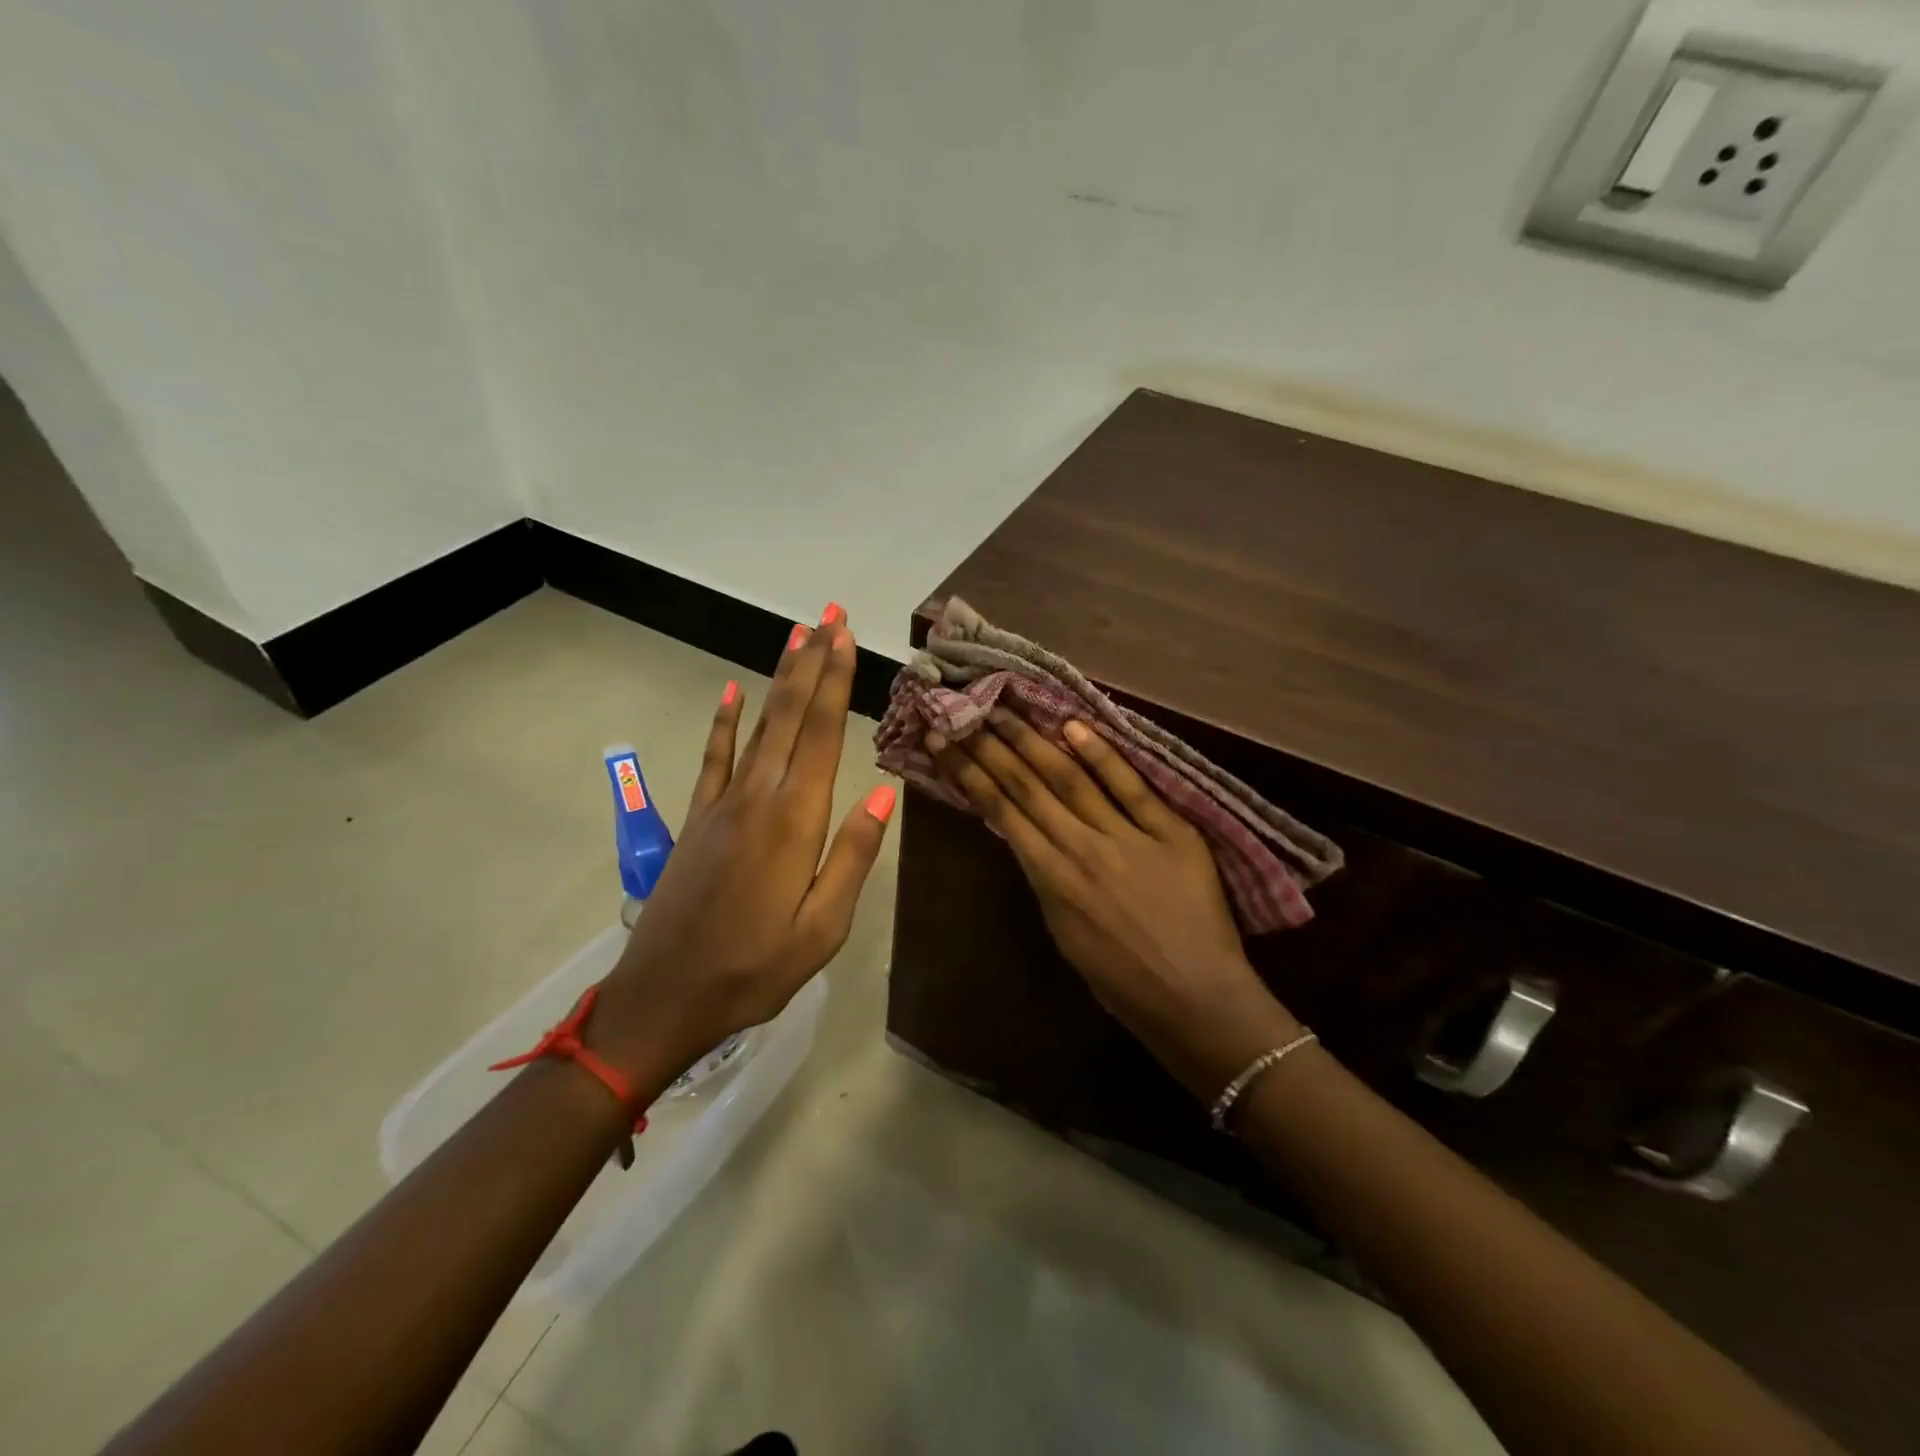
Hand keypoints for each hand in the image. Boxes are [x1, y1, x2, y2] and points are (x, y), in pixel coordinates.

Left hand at [593, 609, 895, 1080]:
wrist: (662, 998)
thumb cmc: (754, 970)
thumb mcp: (822, 929)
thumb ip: (852, 857)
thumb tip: (883, 797)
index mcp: (794, 822)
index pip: (822, 734)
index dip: (835, 681)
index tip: (845, 636)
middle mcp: (758, 798)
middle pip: (790, 715)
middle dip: (812, 661)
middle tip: (828, 615)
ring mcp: (722, 804)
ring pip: (757, 725)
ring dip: (778, 678)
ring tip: (795, 636)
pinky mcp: (697, 819)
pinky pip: (712, 757)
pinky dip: (723, 722)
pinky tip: (728, 692)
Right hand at [929, 709, 1300, 1100]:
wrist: (1195, 1001)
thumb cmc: (1123, 981)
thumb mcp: (1065, 933)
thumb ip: (1046, 879)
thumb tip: (1028, 835)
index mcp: (1049, 880)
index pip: (1000, 812)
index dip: (969, 772)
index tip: (944, 740)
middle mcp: (1079, 849)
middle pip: (1027, 786)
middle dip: (991, 744)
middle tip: (965, 708)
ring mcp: (1125, 838)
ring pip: (1070, 779)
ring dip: (1034, 740)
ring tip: (1005, 708)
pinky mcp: (1171, 833)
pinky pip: (1132, 788)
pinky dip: (1103, 755)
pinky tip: (1074, 725)